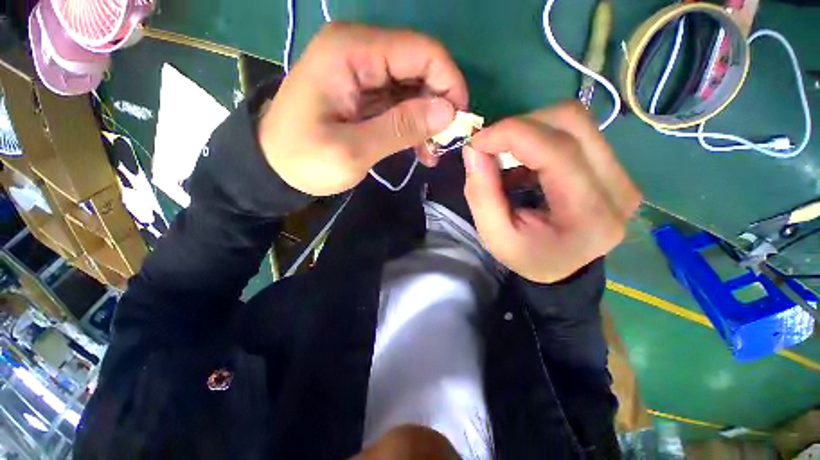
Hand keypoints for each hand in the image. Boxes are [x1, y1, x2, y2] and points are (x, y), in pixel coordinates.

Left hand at [258, 23, 467, 195]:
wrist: (274, 166)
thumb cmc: (305, 159)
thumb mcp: (352, 150)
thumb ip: (400, 128)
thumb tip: (448, 112)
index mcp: (352, 52)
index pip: (421, 51)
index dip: (449, 83)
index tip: (459, 121)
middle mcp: (359, 50)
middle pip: (420, 67)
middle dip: (439, 106)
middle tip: (443, 144)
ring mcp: (362, 72)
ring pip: (414, 87)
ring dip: (428, 120)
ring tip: (431, 154)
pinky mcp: (365, 93)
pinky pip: (401, 103)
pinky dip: (414, 125)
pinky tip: (420, 150)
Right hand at [463, 103, 640, 282]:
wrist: (562, 269)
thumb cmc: (527, 257)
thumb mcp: (495, 235)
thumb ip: (481, 193)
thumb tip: (473, 149)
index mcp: (589, 215)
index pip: (557, 150)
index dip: (512, 133)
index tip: (477, 142)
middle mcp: (618, 188)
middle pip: (572, 122)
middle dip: (521, 126)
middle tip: (491, 147)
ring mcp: (622, 174)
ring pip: (575, 121)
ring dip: (530, 131)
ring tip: (507, 159)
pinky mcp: (614, 167)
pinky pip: (576, 133)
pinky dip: (540, 140)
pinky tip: (524, 166)